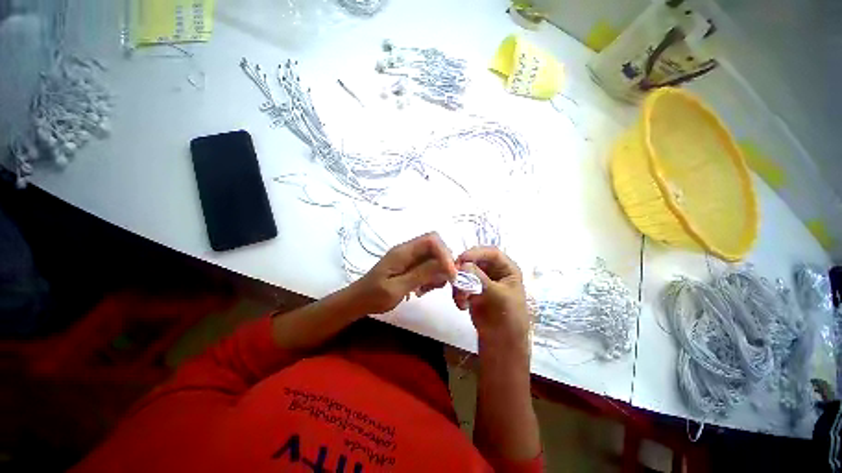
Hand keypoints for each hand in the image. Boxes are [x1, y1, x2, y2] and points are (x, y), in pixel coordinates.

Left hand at [351, 232, 456, 314]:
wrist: (358, 300)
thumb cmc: (374, 296)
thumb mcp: (397, 288)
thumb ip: (420, 274)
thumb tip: (445, 265)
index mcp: (403, 251)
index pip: (431, 240)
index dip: (445, 254)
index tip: (451, 274)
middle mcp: (408, 250)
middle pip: (435, 246)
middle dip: (444, 263)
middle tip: (443, 282)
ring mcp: (409, 257)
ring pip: (434, 256)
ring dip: (438, 272)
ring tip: (428, 289)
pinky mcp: (409, 265)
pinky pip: (427, 265)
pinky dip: (432, 276)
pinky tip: (423, 289)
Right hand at [453, 247, 529, 351]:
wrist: (501, 342)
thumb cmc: (508, 318)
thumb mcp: (497, 296)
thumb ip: (480, 278)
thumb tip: (462, 264)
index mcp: (507, 269)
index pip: (492, 253)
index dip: (476, 253)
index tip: (461, 259)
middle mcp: (494, 271)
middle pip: (475, 260)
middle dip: (464, 269)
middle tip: (453, 276)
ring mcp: (482, 280)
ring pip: (465, 271)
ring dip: (459, 283)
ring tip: (460, 299)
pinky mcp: (472, 289)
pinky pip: (460, 283)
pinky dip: (458, 292)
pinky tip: (461, 305)